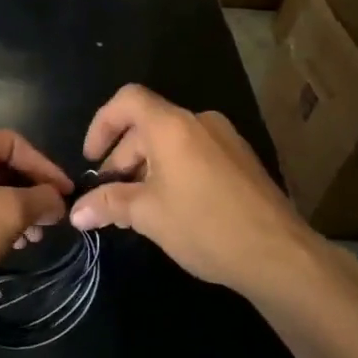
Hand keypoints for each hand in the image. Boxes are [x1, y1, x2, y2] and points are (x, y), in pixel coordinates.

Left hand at [0, 131, 73, 317]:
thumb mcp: (8, 213)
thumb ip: (41, 200)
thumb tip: (58, 201)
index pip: (15, 143)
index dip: (45, 167)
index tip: (66, 193)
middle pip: (2, 167)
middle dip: (31, 193)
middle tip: (52, 219)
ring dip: (17, 211)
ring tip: (34, 238)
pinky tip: (12, 246)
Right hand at [69, 85, 314, 291]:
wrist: (281, 256)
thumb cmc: (205, 226)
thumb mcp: (148, 215)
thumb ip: (108, 204)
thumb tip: (76, 212)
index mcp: (172, 126)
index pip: (127, 100)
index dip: (101, 123)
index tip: (91, 159)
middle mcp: (200, 122)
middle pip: (148, 124)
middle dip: (122, 157)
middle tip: (111, 195)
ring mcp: (226, 140)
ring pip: (172, 141)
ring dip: (147, 167)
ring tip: (139, 206)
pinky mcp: (242, 161)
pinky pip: (196, 154)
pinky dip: (174, 171)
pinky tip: (173, 208)